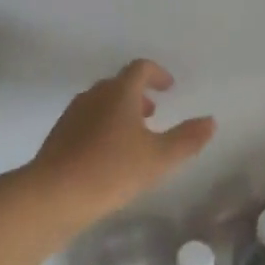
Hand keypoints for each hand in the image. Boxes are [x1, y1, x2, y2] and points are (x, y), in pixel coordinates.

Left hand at [29, 59, 215, 223]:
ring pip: (100, 103)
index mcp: (119, 93)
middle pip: (118, 84)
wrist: (53, 195)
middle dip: (138, 95)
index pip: (140, 69)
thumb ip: (187, 139)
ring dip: (120, 112)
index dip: (157, 74)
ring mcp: (72, 115)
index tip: (170, 88)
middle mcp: (93, 96)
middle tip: (154, 113)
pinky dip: (103, 127)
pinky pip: (87, 121)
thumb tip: (210, 121)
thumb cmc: (112, 170)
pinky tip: (109, 156)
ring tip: (134, 137)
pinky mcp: (59, 136)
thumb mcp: (159, 158)